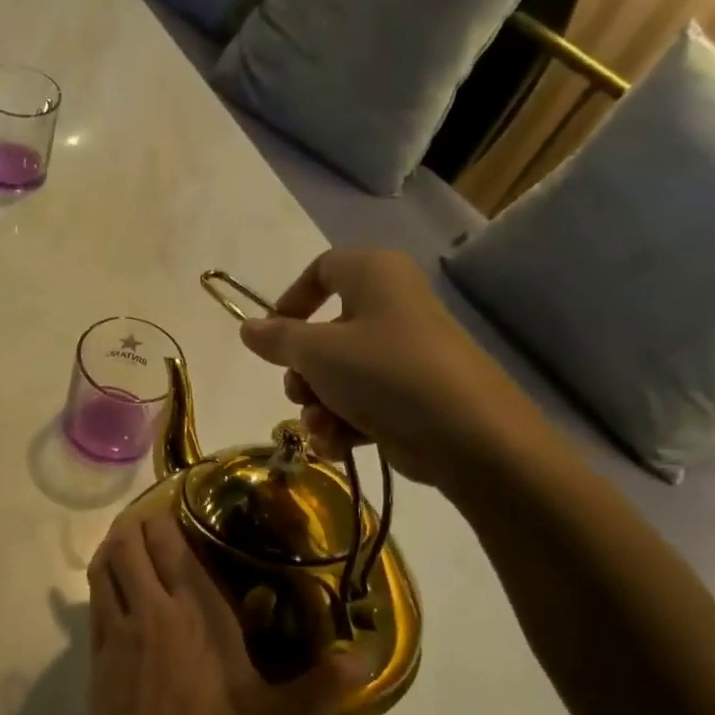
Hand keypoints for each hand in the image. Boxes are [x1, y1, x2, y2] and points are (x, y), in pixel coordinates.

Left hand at [81, 512, 354, 714]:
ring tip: (139, 550)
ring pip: (102, 566)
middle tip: (167, 526)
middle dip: (141, 524)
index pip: (168, 540)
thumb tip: (366, 658)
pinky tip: (124, 596)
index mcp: (195, 615)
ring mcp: (114, 635)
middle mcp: (149, 612)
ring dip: (115, 548)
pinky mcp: (94, 662)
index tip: (188, 507)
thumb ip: (323, 685)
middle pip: (126, 541)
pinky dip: (104, 583)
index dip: (170, 514)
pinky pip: (93, 602)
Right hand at [238, 249, 551, 489]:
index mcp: (374, 276)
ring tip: (323, 427)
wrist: (466, 434)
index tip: (270, 335)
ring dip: (318, 405)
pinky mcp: (409, 396)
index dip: (290, 300)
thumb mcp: (317, 352)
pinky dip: (344, 423)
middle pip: (324, 332)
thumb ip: (277, 338)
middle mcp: (390, 307)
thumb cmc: (384, 372)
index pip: (322, 270)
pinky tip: (339, 444)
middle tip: (299, 392)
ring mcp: (402, 354)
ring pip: (338, 375)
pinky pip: (360, 402)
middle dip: (302, 371)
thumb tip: (248, 327)